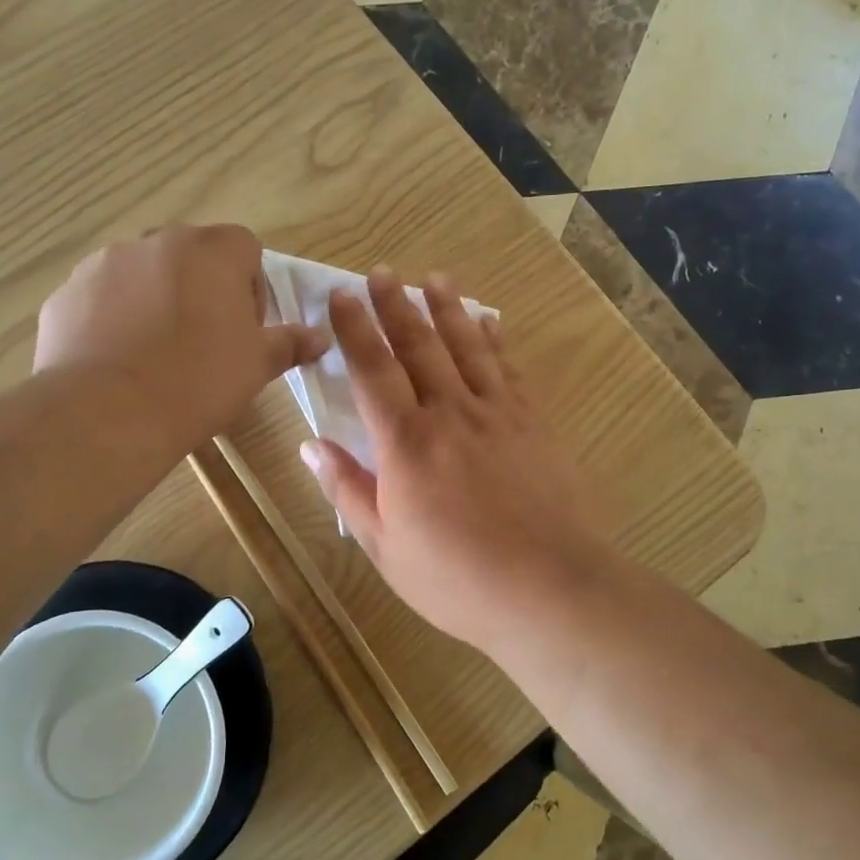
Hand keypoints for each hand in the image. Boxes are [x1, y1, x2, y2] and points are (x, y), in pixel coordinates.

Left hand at [35, 225, 325, 456]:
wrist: (107, 413)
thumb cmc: (198, 382)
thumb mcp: (256, 366)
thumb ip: (289, 343)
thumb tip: (321, 338)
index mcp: (210, 252)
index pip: (244, 246)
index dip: (251, 285)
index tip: (244, 328)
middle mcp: (155, 242)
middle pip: (191, 256)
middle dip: (203, 289)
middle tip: (204, 342)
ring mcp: (103, 264)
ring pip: (143, 273)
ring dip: (157, 300)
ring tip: (156, 354)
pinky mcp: (67, 293)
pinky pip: (102, 297)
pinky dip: (114, 318)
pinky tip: (119, 361)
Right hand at [299, 268, 616, 656]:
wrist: (547, 587)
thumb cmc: (456, 577)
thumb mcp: (385, 547)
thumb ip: (348, 490)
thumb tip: (311, 446)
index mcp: (405, 442)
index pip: (373, 370)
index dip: (355, 329)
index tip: (340, 296)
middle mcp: (450, 413)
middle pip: (419, 345)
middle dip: (396, 305)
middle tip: (381, 272)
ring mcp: (497, 414)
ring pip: (466, 346)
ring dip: (447, 308)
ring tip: (433, 278)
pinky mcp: (532, 423)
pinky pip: (508, 368)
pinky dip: (494, 340)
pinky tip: (488, 321)